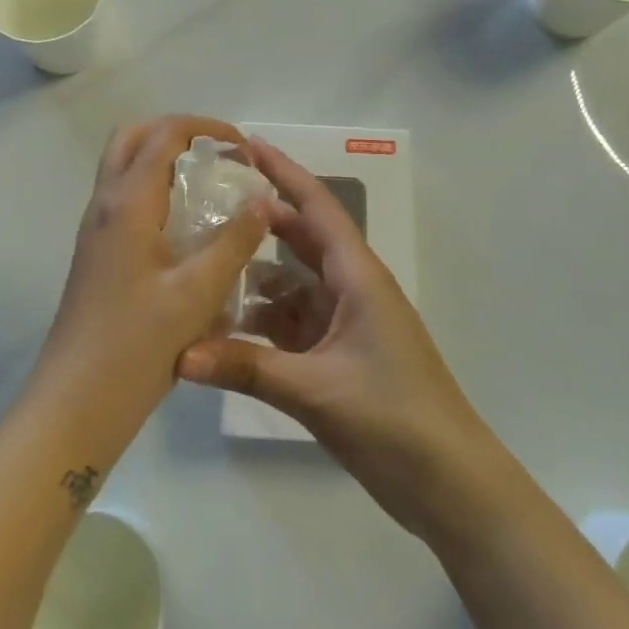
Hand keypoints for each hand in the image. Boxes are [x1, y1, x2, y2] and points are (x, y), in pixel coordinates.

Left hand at [35, 116, 271, 437]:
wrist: (76, 401)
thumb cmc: (137, 345)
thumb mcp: (197, 293)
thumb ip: (233, 242)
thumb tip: (263, 200)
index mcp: (128, 203)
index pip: (164, 134)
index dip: (207, 128)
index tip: (244, 150)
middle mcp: (105, 204)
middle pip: (134, 137)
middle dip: (178, 134)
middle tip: (219, 158)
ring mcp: (95, 229)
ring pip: (125, 167)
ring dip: (164, 161)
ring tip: (209, 189)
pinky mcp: (97, 253)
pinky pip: (125, 199)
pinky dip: (155, 191)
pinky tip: (187, 230)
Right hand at [177, 139, 495, 539]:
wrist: (449, 484)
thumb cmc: (394, 419)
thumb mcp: (316, 390)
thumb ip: (246, 369)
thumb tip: (178, 355)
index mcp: (358, 276)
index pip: (317, 207)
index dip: (284, 172)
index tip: (248, 144)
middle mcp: (353, 289)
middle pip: (301, 240)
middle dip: (260, 222)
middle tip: (209, 205)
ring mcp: (347, 323)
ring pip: (293, 286)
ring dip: (255, 279)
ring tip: (204, 270)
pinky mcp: (340, 356)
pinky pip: (294, 324)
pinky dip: (263, 323)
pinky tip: (225, 332)